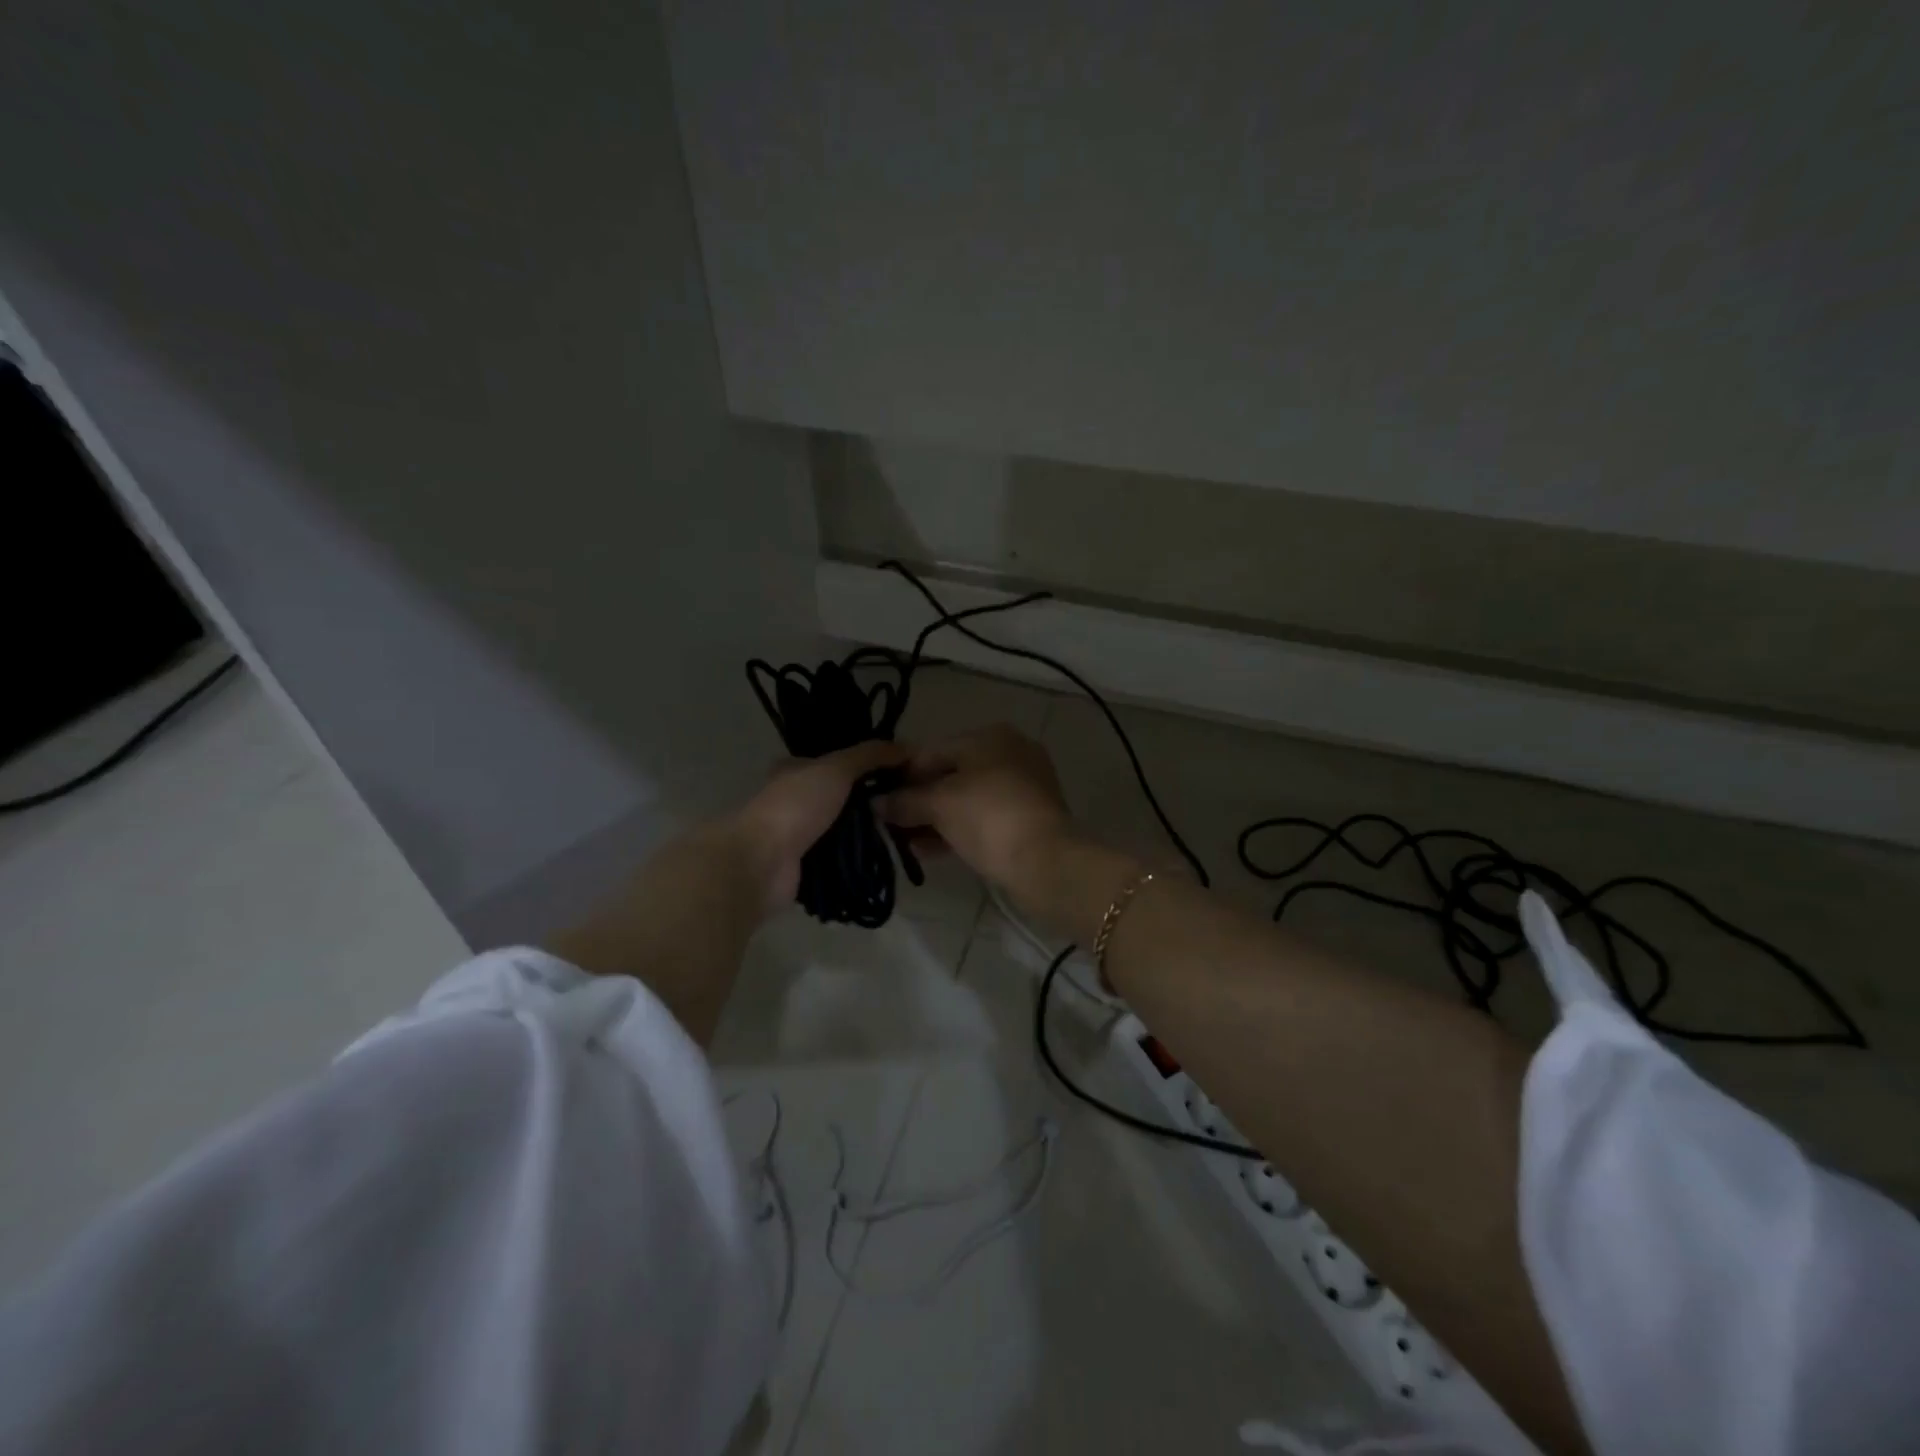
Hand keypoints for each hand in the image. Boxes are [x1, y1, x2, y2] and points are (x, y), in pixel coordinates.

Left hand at [729, 740, 907, 915]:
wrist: (761, 863)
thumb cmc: (795, 806)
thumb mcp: (835, 769)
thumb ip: (869, 756)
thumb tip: (907, 746)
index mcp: (795, 770)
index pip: (837, 763)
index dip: (868, 765)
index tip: (902, 773)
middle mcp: (796, 800)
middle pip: (843, 798)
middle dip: (872, 802)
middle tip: (908, 805)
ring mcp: (799, 836)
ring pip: (843, 830)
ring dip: (867, 834)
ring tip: (905, 833)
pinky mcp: (805, 867)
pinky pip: (840, 860)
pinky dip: (858, 860)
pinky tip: (884, 859)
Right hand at [879, 725, 1073, 892]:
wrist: (1046, 861)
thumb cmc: (988, 817)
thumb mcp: (939, 805)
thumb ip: (904, 801)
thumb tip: (876, 803)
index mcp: (989, 737)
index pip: (931, 751)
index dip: (900, 775)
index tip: (877, 799)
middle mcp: (1009, 753)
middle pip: (949, 774)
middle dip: (917, 800)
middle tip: (888, 823)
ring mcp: (1022, 786)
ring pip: (965, 799)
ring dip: (933, 819)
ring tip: (903, 841)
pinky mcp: (1028, 817)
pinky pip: (982, 818)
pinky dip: (956, 830)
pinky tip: (928, 850)